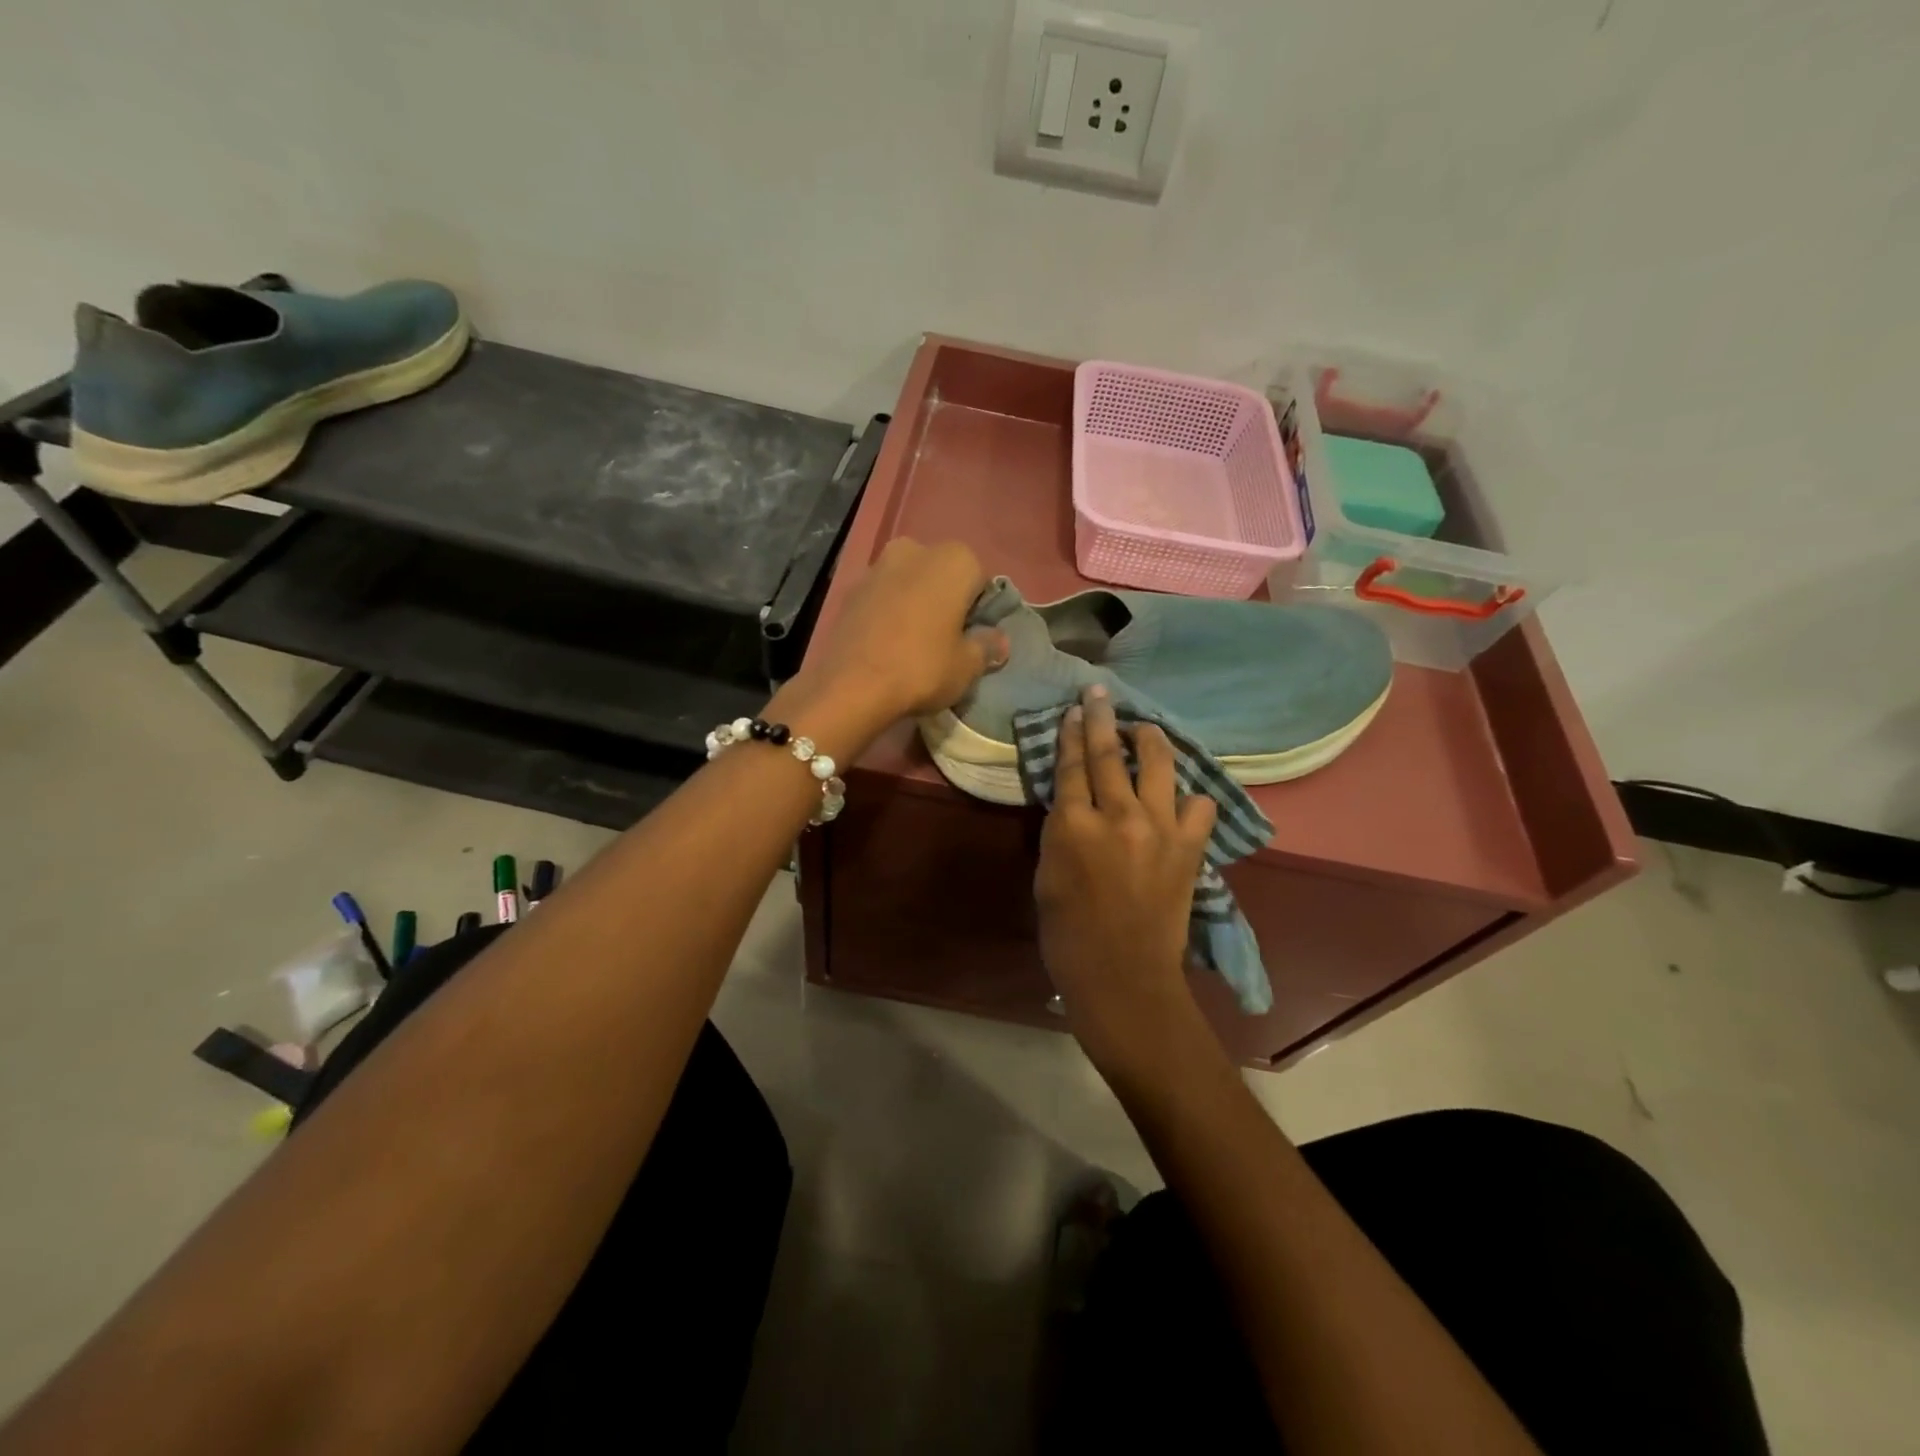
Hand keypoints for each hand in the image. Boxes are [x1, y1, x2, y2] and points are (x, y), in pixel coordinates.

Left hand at [800, 539, 1006, 726]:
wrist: (851, 686)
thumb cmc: (922, 668)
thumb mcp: (967, 666)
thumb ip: (987, 647)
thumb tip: (999, 641)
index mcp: (954, 560)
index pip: (980, 579)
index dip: (978, 610)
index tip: (971, 637)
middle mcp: (915, 549)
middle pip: (941, 575)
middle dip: (945, 600)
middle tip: (945, 640)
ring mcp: (877, 566)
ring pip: (909, 583)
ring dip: (915, 604)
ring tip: (913, 644)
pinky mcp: (850, 590)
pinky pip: (882, 598)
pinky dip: (888, 613)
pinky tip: (887, 644)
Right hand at [1036, 685, 1219, 1080]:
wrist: (1123, 977)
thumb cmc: (1069, 934)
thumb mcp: (1046, 876)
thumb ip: (1060, 831)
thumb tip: (1074, 804)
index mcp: (1072, 825)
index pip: (1071, 765)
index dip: (1071, 734)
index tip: (1073, 710)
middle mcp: (1117, 816)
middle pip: (1109, 753)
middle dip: (1102, 718)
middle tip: (1100, 693)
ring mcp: (1159, 829)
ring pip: (1159, 765)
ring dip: (1150, 740)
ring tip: (1145, 727)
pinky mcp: (1189, 848)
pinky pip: (1198, 807)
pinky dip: (1190, 797)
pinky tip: (1182, 796)